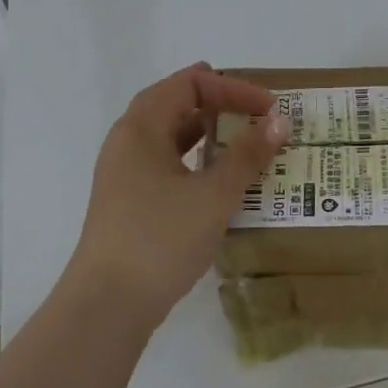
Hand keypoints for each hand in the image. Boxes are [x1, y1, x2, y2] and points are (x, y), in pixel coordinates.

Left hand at [63, 64, 292, 331]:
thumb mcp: (213, 195)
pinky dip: (196, 161)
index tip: (268, 107)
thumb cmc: (161, 239)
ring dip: (207, 133)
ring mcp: (124, 174)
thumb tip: (279, 122)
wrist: (108, 304)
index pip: (188, 83)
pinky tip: (220, 180)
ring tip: (245, 141)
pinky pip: (167, 164)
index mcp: (141, 127)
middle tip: (256, 112)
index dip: (231, 87)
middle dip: (218, 102)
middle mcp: (127, 142)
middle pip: (174, 102)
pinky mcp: (129, 202)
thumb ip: (248, 155)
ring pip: (169, 136)